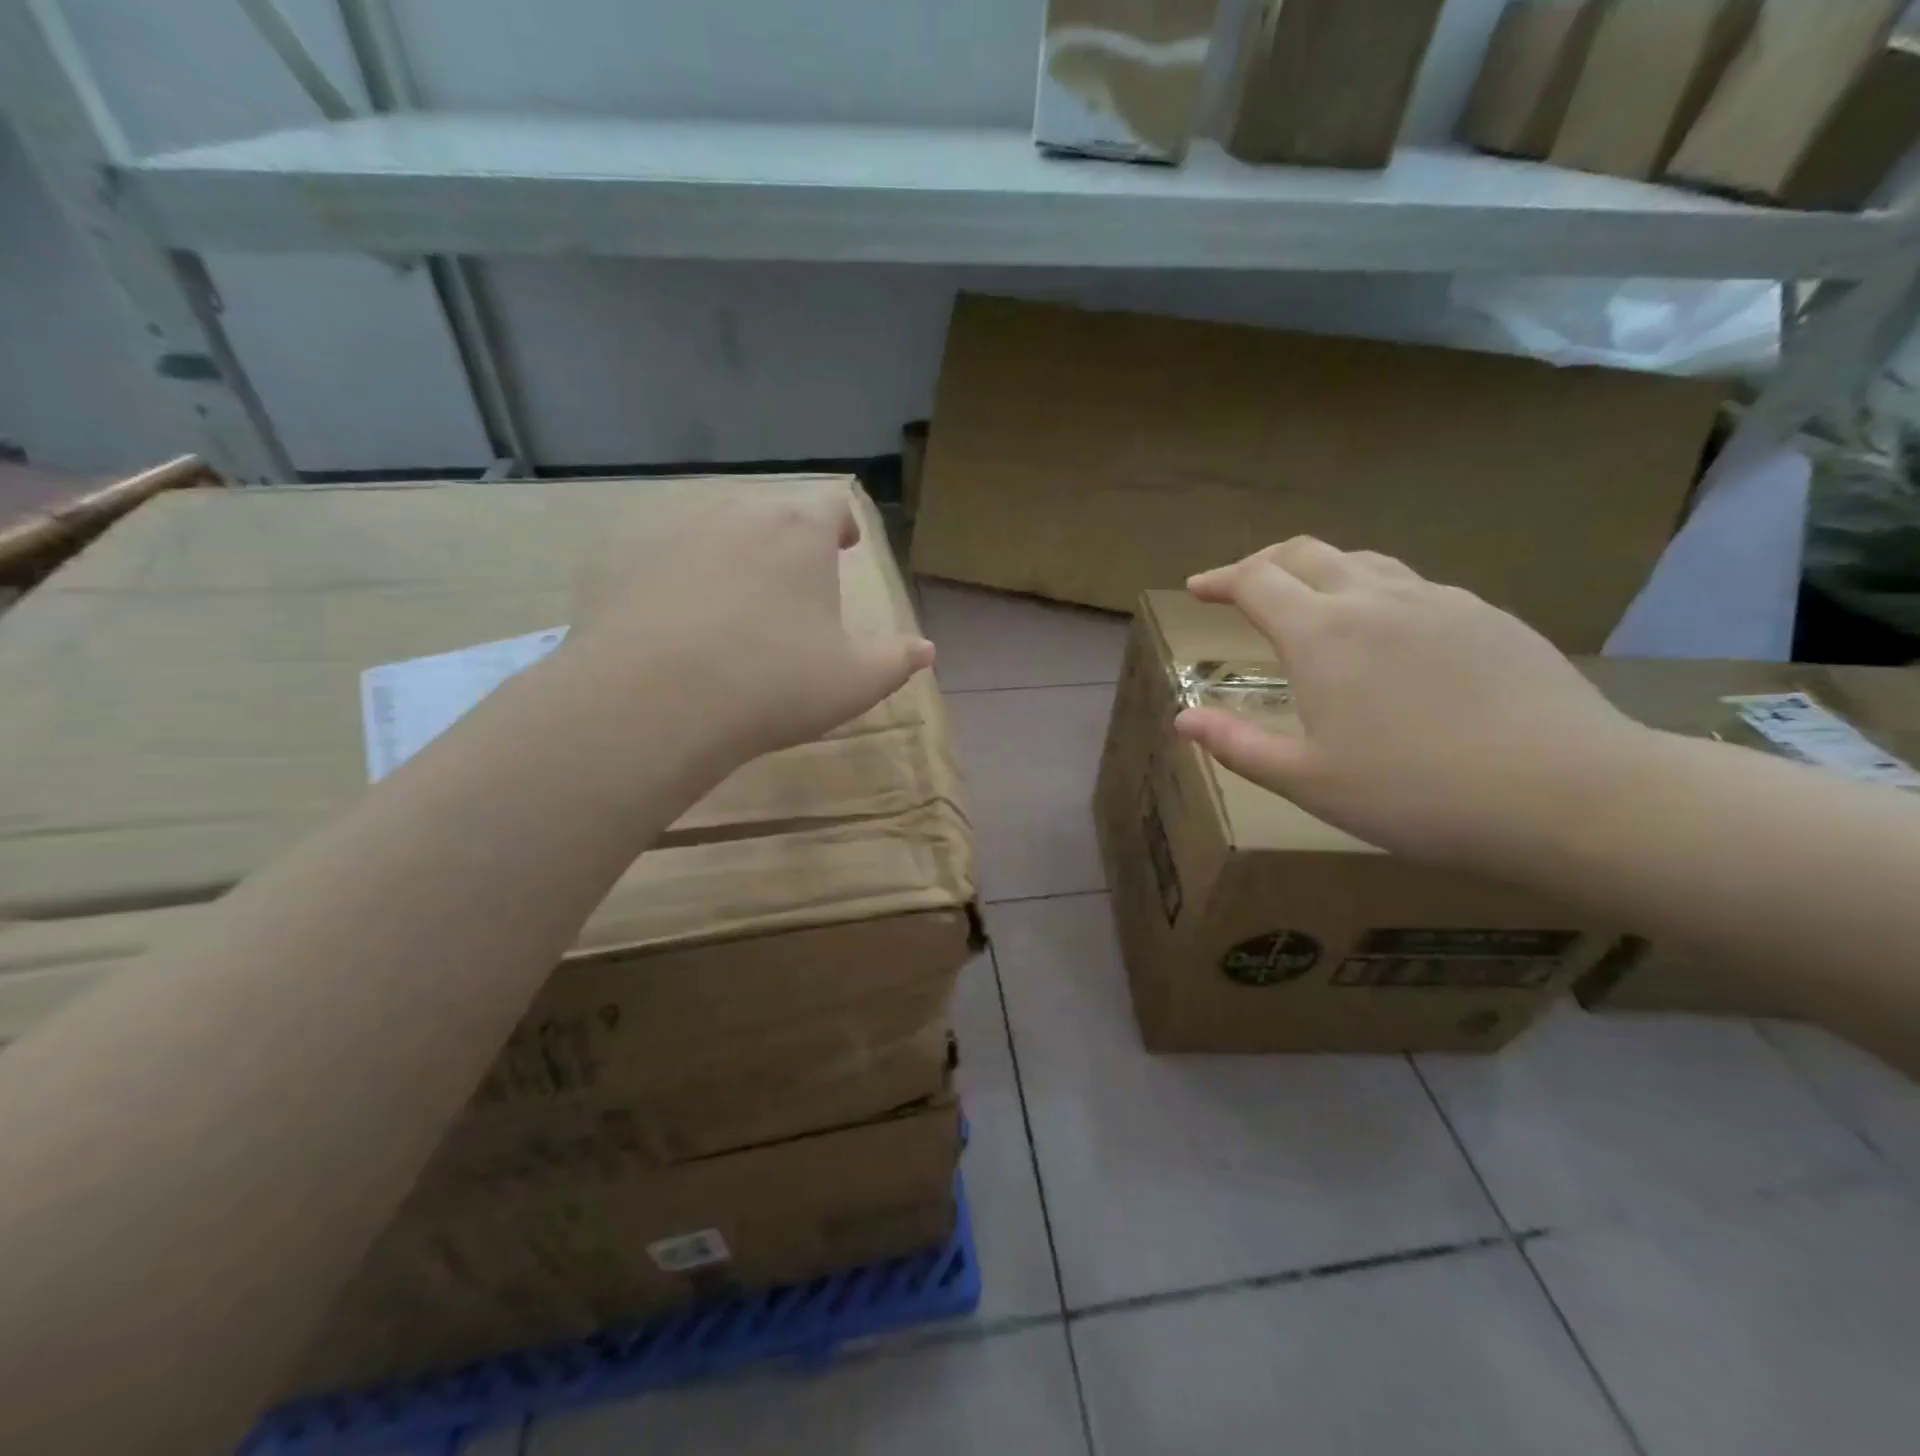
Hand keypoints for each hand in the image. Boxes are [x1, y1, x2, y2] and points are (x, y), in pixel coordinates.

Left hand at [570, 483, 933, 762]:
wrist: (654, 700)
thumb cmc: (774, 683)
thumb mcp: (855, 681)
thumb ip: (897, 661)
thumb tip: (925, 649)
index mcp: (800, 532)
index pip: (832, 505)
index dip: (844, 524)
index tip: (847, 545)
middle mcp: (738, 514)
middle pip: (773, 512)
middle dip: (790, 539)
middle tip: (796, 578)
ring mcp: (674, 531)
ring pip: (716, 529)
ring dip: (735, 553)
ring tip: (737, 598)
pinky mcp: (622, 558)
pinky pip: (663, 556)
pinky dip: (679, 575)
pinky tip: (677, 617)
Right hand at [1174, 538, 1648, 864]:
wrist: (1567, 793)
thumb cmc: (1416, 794)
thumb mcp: (1307, 781)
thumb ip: (1237, 744)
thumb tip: (1182, 718)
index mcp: (1321, 634)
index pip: (1255, 581)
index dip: (1219, 580)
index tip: (1197, 589)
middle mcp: (1374, 599)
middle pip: (1305, 552)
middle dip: (1263, 562)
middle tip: (1241, 586)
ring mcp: (1437, 600)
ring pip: (1361, 560)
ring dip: (1318, 570)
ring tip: (1305, 601)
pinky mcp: (1485, 615)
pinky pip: (1410, 584)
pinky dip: (1371, 589)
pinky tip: (1382, 630)